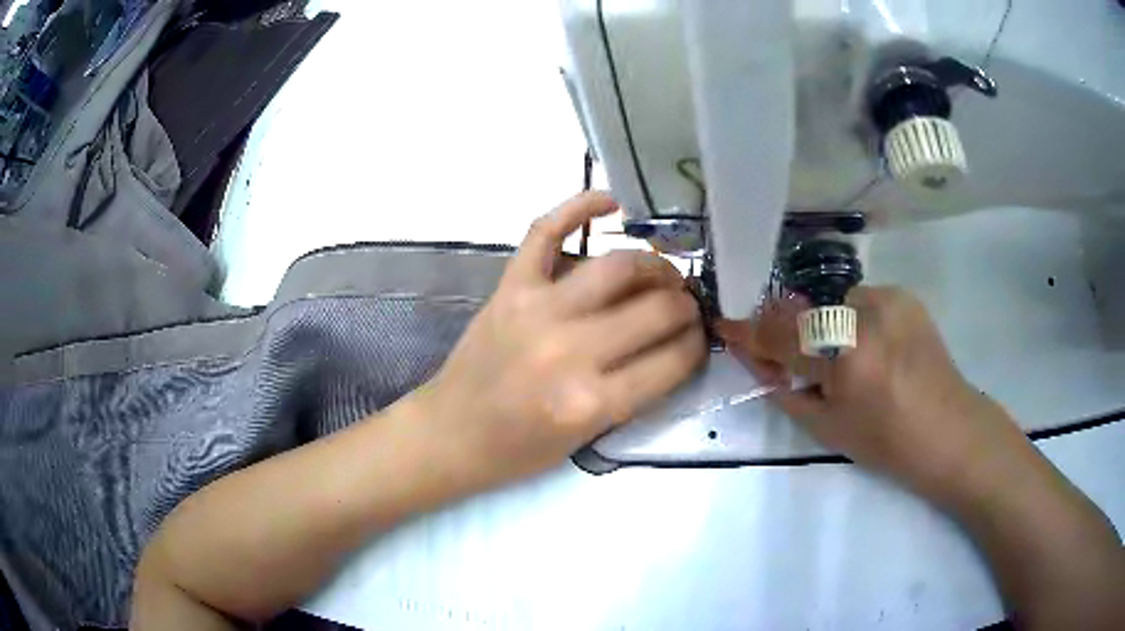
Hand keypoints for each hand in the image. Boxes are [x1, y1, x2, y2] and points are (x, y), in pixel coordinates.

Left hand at [415, 192, 706, 490]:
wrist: (451, 434)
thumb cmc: (518, 450)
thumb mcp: (587, 438)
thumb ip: (635, 391)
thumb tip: (675, 342)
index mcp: (592, 402)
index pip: (673, 359)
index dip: (697, 345)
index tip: (699, 336)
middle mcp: (570, 350)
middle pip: (656, 309)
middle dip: (685, 305)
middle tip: (686, 305)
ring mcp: (536, 310)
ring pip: (618, 266)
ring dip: (654, 264)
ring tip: (662, 273)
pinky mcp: (510, 287)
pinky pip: (546, 232)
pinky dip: (578, 207)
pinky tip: (611, 203)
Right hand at [718, 287, 1025, 502]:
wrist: (949, 430)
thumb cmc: (886, 442)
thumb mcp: (826, 427)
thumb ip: (786, 391)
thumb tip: (759, 363)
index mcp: (844, 354)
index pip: (781, 333)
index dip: (749, 331)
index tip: (727, 325)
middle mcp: (864, 313)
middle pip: (806, 313)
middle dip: (793, 336)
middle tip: (801, 365)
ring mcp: (888, 299)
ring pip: (835, 305)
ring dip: (830, 329)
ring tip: (853, 361)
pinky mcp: (905, 295)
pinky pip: (863, 302)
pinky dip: (857, 322)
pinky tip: (878, 349)